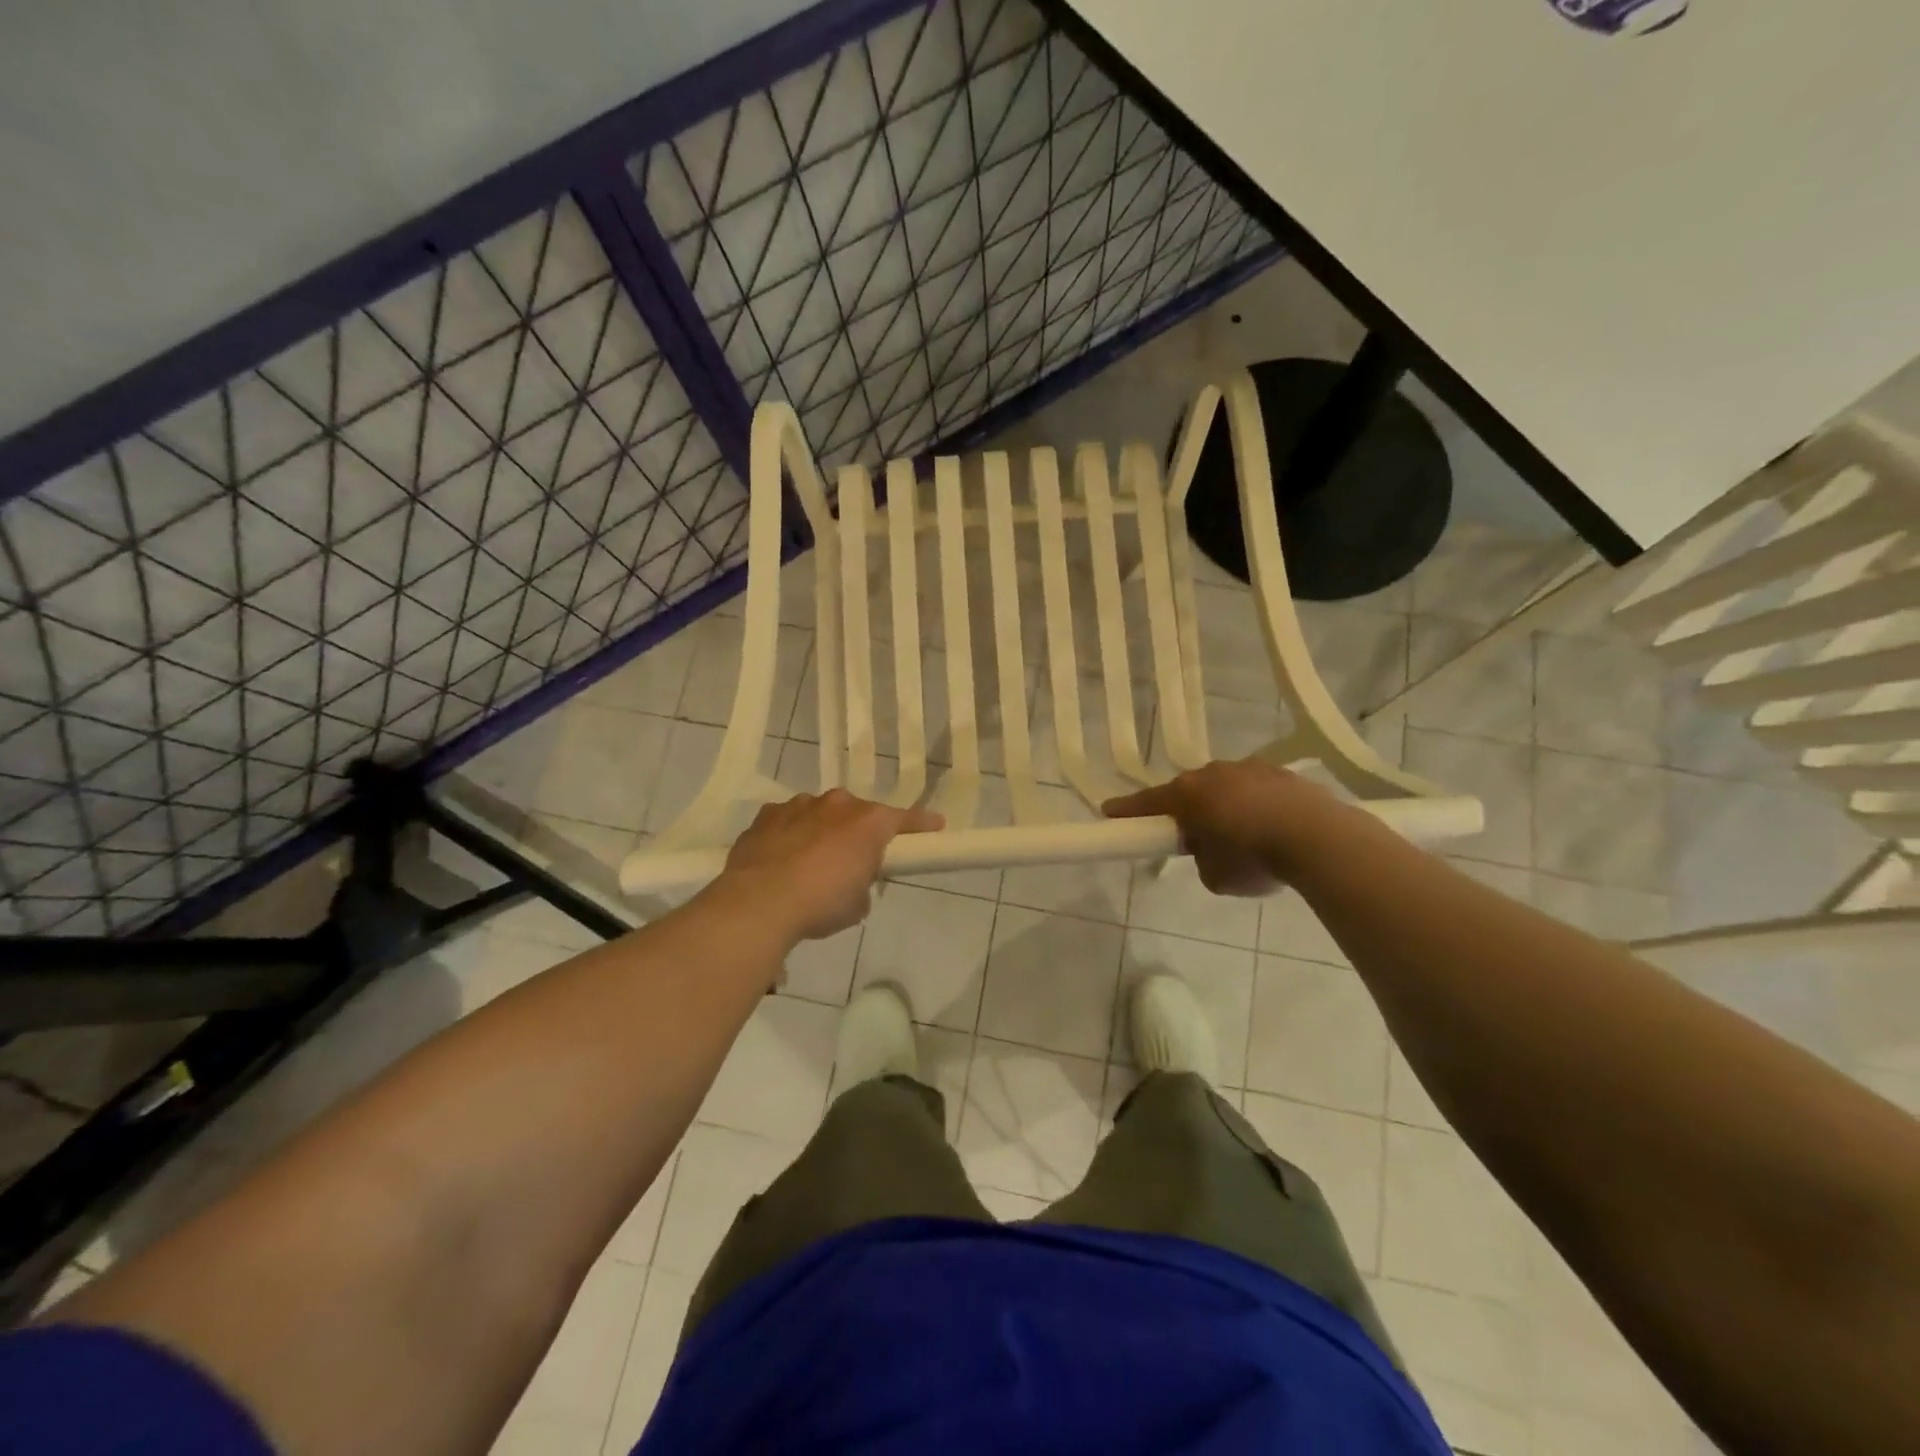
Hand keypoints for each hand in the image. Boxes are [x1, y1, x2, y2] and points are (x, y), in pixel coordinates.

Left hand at [721, 789, 943, 940]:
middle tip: (856, 859)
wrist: (760, 902)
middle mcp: (837, 804)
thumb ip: (863, 884)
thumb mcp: (858, 904)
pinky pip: (788, 821)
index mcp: (868, 822)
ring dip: (823, 831)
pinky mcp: (767, 816)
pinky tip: (782, 859)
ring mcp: (799, 805)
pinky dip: (790, 835)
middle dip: (859, 832)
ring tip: (812, 863)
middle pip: (858, 813)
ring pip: (820, 813)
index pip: (905, 819)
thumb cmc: (821, 903)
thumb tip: (851, 882)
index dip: (922, 824)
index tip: (936, 825)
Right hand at [1102, 759, 1350, 895]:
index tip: (1109, 812)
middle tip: (1194, 839)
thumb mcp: (1215, 875)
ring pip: (1226, 787)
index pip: (1147, 803)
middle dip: (1188, 811)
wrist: (1320, 839)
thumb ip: (1201, 859)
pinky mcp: (1284, 773)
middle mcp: (1214, 772)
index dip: (1127, 810)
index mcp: (1188, 794)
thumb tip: (1211, 849)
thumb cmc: (1254, 858)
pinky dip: (1256, 806)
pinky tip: (1272, 829)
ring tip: (1243, 837)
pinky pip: (1257, 790)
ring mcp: (1251, 768)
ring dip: (1225, 806)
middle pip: (1189, 791)